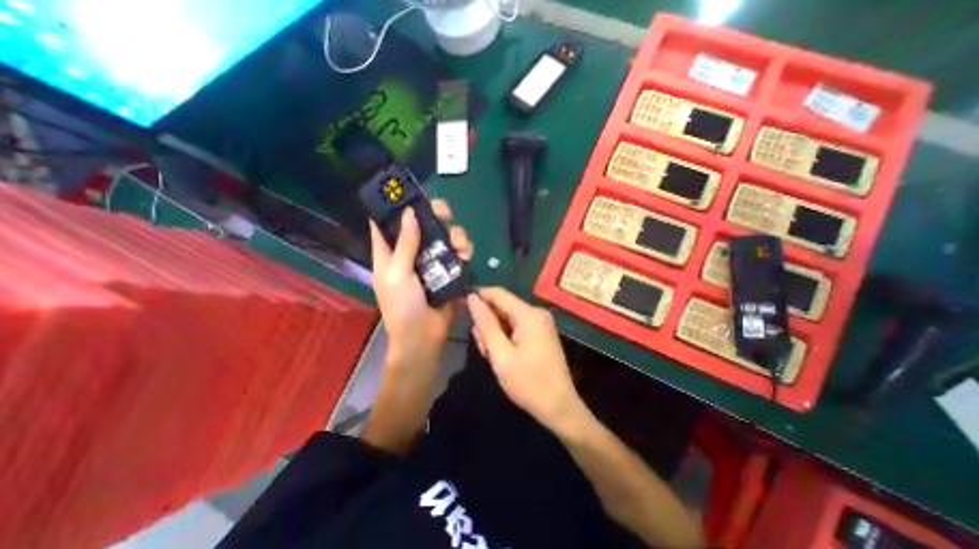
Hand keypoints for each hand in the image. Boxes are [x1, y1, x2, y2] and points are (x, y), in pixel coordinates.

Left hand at [369, 197, 472, 369]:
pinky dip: (463, 250)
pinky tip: (466, 255)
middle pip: (422, 224)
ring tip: (461, 246)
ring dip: (455, 234)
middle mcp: (410, 253)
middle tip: (445, 214)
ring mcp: (431, 261)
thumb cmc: (402, 307)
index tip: (411, 193)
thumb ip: (404, 244)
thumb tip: (408, 212)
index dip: (396, 206)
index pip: (387, 222)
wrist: (423, 337)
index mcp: (389, 253)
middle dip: (435, 215)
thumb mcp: (397, 274)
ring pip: (443, 236)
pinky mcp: (447, 271)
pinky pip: (456, 253)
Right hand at [464, 288, 578, 432]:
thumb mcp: (500, 354)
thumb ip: (485, 324)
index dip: (478, 296)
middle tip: (481, 347)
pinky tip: (501, 355)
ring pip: (508, 318)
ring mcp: (540, 323)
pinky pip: (516, 327)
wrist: (559, 407)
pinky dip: (505, 337)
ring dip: (494, 332)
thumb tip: (472, 298)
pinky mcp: (541, 333)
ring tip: (490, 355)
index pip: (498, 293)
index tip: (460, 305)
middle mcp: (536, 313)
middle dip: (487, 322)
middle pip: (503, 306)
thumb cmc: (528, 383)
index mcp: (529, 314)